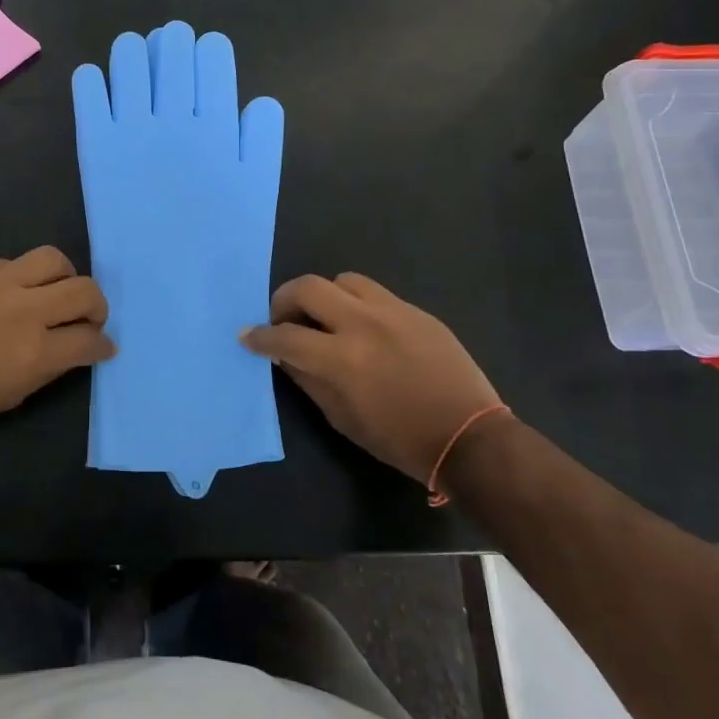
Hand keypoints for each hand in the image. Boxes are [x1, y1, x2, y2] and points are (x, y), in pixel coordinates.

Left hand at [0, 246, 113, 442]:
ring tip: (52, 293)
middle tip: (87, 318)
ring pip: (54, 259)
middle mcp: (25, 309)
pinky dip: (22, 277)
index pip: (90, 338)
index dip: (103, 345)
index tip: (103, 347)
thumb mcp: (10, 396)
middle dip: (96, 306)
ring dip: (64, 278)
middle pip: (84, 290)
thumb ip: (47, 368)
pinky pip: (12, 261)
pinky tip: (7, 293)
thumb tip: (72, 350)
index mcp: (35, 351)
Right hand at [241, 272, 507, 483]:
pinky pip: (375, 293)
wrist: (470, 437)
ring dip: (325, 296)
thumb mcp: (343, 419)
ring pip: (343, 279)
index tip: (248, 336)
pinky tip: (364, 328)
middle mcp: (364, 324)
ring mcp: (394, 311)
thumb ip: (309, 380)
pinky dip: (357, 304)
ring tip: (326, 319)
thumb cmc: (400, 440)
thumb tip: (285, 356)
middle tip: (283, 318)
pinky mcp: (416, 310)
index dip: (260, 336)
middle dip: (284, 299)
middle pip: (308, 287)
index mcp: (343, 359)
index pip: (286, 336)